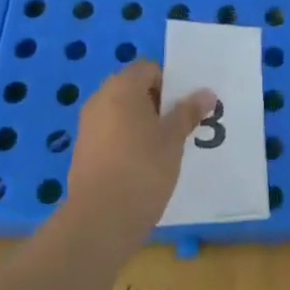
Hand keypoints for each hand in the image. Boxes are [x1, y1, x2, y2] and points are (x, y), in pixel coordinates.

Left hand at [65, 61, 214, 242]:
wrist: (100, 221)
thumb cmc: (142, 169)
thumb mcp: (173, 139)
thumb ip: (188, 112)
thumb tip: (206, 93)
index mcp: (121, 87)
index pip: (149, 68)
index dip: (170, 83)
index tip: (184, 108)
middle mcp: (100, 100)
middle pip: (134, 89)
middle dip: (157, 104)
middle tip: (179, 127)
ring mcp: (88, 127)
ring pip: (122, 114)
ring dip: (143, 124)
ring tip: (165, 149)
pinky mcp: (84, 153)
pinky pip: (111, 135)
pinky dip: (128, 142)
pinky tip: (143, 167)